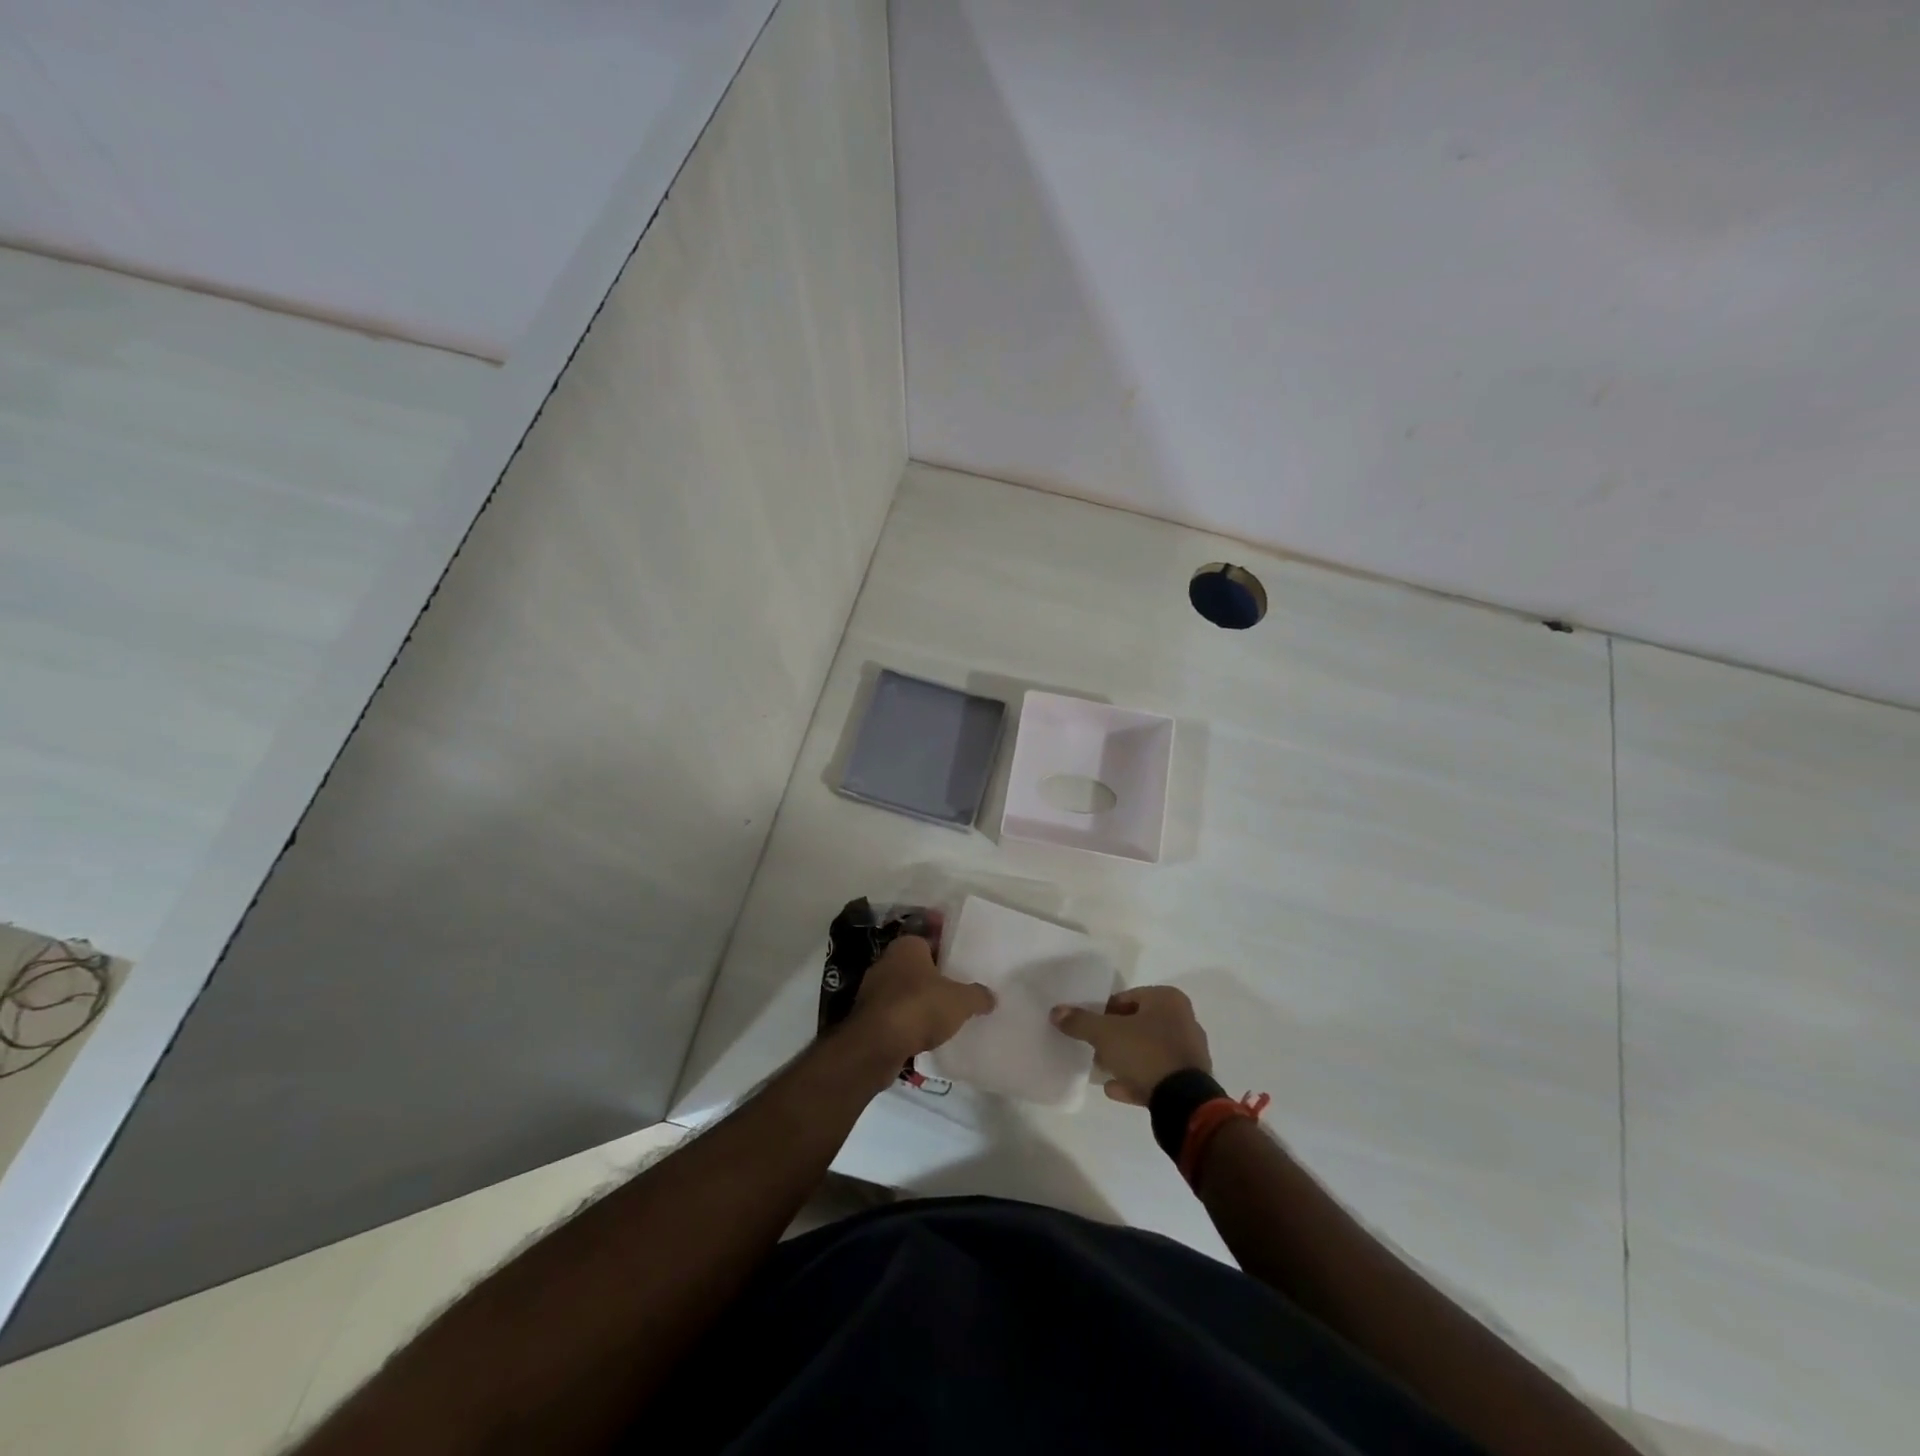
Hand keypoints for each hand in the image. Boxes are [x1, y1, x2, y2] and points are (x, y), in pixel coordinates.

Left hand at [849, 932, 994, 1065]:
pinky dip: (908, 1022)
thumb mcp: (961, 1001)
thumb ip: (978, 996)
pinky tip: (925, 1035)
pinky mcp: (868, 1017)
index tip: (963, 965)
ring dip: (921, 1002)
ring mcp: (873, 989)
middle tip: (959, 990)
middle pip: (918, 967)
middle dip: (935, 978)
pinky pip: (896, 1014)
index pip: (931, 940)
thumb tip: (991, 997)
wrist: (876, 1045)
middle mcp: (887, 961)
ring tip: (945, 1016)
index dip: (948, 952)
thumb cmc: (920, 1007)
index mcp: (907, 946)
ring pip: (905, 991)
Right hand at [1051, 986, 1211, 1105]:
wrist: (1183, 1102)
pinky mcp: (1190, 1080)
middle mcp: (1183, 1020)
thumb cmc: (1146, 1053)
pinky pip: (1157, 1074)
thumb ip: (1080, 1021)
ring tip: (1102, 1070)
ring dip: (1125, 1059)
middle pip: (1137, 1024)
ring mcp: (1189, 1052)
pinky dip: (1137, 1079)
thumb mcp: (1105, 1034)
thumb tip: (1056, 1011)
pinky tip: (1115, 1089)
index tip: (1089, 1028)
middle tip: (1094, 1049)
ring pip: (1147, 1050)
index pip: (1126, 998)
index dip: (1103, 1013)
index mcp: (1167, 1000)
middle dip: (1114, 1037)